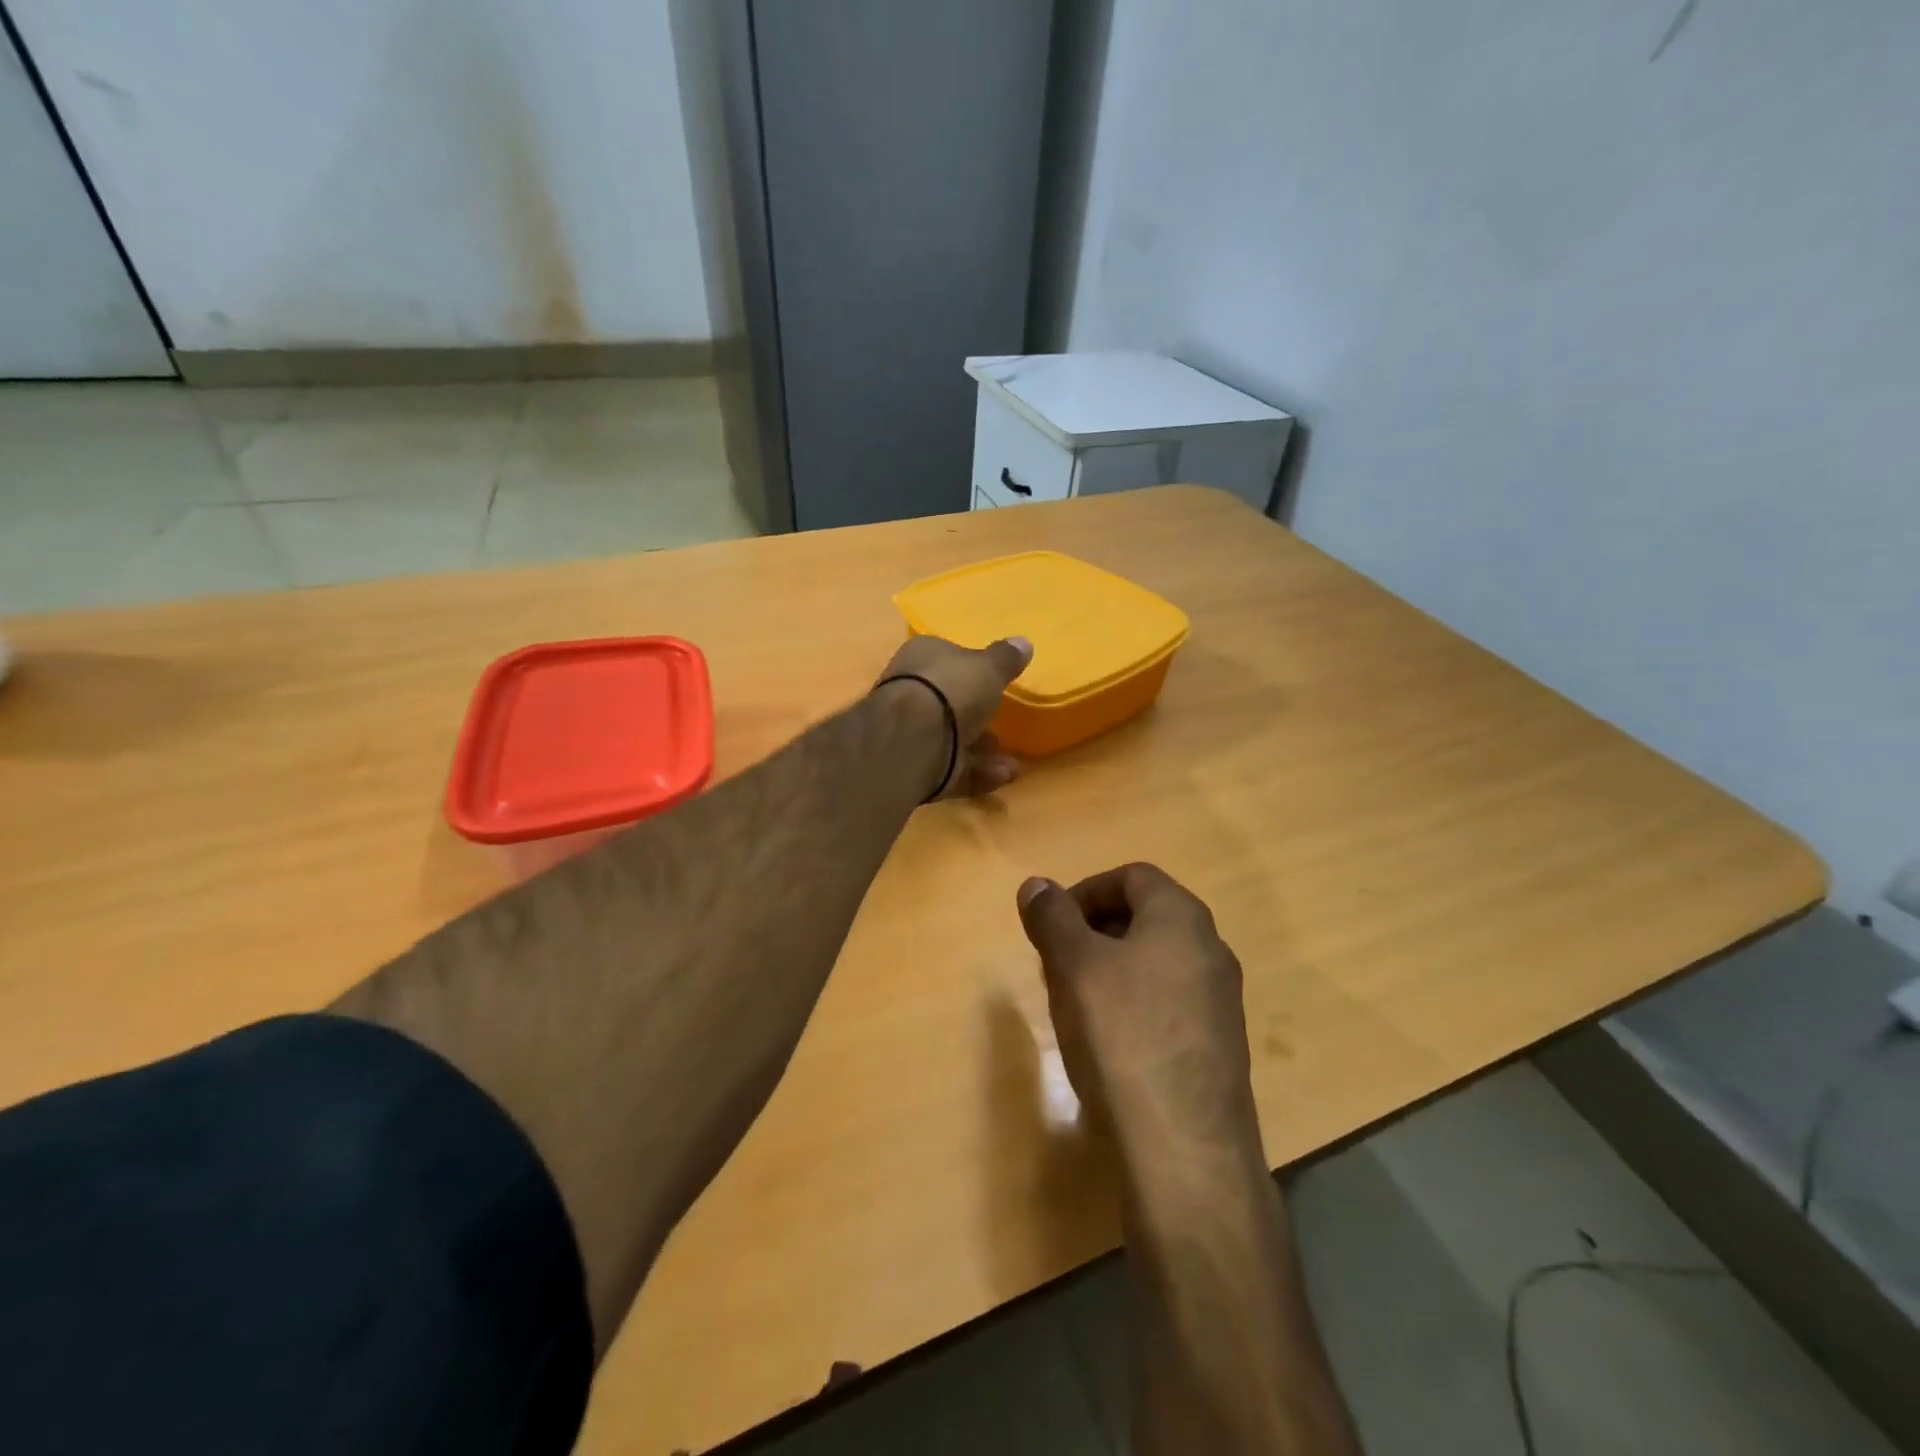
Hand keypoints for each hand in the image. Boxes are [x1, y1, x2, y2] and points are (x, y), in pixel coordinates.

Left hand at [877, 634, 1031, 798]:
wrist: (913, 740)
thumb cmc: (950, 690)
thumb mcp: (989, 667)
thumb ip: (1006, 659)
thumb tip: (1023, 642)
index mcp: (921, 658)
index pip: (947, 658)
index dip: (972, 670)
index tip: (997, 684)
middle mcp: (910, 692)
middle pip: (948, 703)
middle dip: (979, 718)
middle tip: (1005, 728)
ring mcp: (910, 733)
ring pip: (952, 741)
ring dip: (984, 753)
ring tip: (1011, 764)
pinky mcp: (915, 768)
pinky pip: (952, 769)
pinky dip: (977, 774)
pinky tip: (1002, 777)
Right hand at [1017, 864, 1261, 1168]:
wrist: (1185, 1150)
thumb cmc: (1123, 1036)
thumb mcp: (1074, 966)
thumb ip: (1052, 917)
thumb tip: (1036, 884)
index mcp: (1182, 918)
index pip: (1132, 876)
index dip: (1085, 891)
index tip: (1051, 925)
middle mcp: (1211, 950)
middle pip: (1145, 917)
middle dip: (1093, 931)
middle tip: (1056, 964)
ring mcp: (1220, 1002)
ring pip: (1154, 963)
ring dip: (1109, 969)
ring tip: (1073, 1004)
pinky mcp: (1218, 1048)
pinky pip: (1168, 1004)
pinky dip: (1132, 1005)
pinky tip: (1106, 1044)